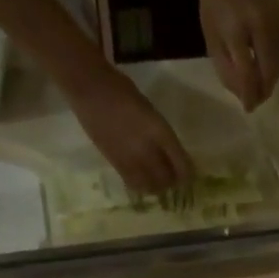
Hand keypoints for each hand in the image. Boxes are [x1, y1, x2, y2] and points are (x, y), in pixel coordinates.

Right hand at [64, 67, 195, 196]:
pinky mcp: (114, 163)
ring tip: (158, 184)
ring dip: (157, 187)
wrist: (90, 89)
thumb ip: (161, 133)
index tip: (188, 177)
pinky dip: (141, 185)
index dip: (187, 174)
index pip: (181, 163)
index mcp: (160, 132)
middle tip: (173, 181)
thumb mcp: (151, 111)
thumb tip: (169, 152)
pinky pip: (132, 183)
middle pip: (167, 178)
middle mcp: (147, 149)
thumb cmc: (123, 92)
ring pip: (150, 185)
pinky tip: (142, 181)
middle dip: (173, 182)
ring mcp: (130, 158)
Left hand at [197, 0, 278, 110]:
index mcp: (238, 29)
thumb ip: (225, 67)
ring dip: (271, 79)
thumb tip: (243, 94)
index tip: (248, 108)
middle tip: (255, 101)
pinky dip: (277, 65)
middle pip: (270, 70)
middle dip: (264, 89)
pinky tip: (266, 67)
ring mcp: (278, 21)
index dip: (250, 94)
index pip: (249, 72)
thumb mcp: (211, 35)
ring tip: (260, 86)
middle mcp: (263, 26)